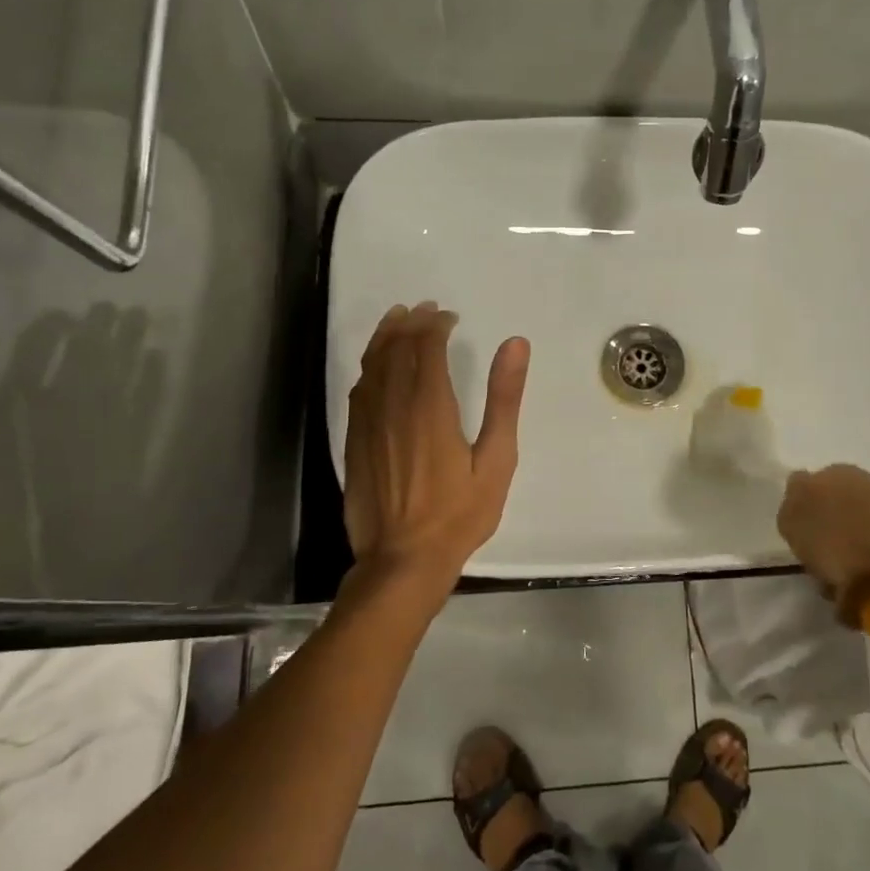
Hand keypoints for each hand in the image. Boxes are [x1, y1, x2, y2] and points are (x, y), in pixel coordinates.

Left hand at [344, 303, 529, 607]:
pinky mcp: (354, 441)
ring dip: (386, 337)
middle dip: (411, 324)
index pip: (427, 347)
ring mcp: (369, 423)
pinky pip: (359, 390)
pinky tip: (376, 365)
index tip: (449, 316)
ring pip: (372, 365)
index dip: (436, 325)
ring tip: (397, 320)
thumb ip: (504, 399)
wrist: (402, 560)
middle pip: (396, 349)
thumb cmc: (459, 513)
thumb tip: (515, 345)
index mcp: (430, 406)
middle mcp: (394, 405)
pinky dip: (369, 366)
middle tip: (425, 310)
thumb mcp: (497, 459)